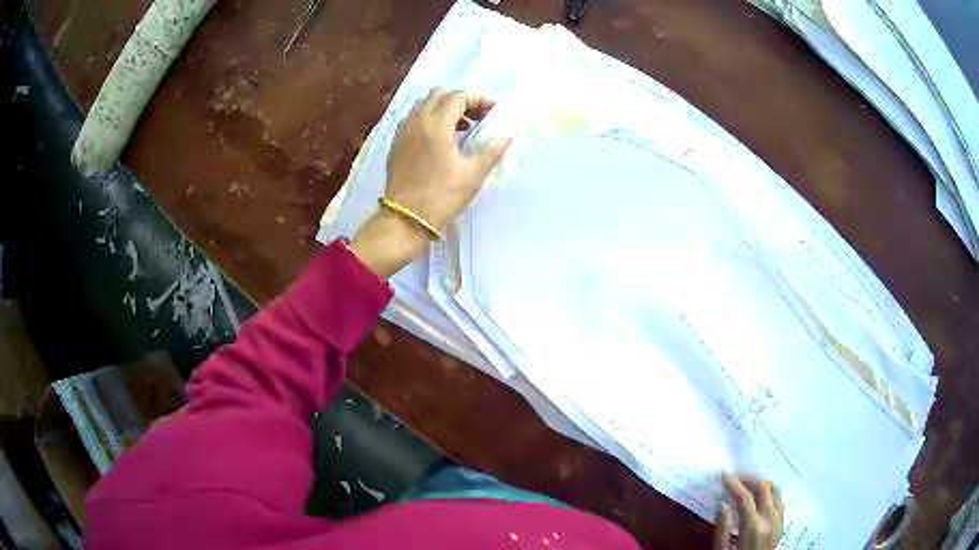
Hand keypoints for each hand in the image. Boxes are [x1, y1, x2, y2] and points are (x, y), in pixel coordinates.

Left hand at [384, 87, 510, 228]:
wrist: (405, 218)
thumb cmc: (442, 196)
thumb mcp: (473, 175)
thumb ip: (492, 151)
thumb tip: (507, 136)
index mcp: (437, 125)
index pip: (458, 97)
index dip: (478, 99)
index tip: (491, 113)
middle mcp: (417, 121)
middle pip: (439, 94)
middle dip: (460, 100)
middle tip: (476, 118)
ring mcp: (403, 131)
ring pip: (423, 104)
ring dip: (442, 107)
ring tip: (459, 127)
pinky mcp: (396, 143)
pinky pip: (412, 118)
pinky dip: (428, 118)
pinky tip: (438, 138)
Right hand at [714, 473, 783, 549]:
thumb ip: (722, 530)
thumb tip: (722, 504)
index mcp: (754, 527)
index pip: (745, 498)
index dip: (734, 484)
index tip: (723, 475)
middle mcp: (770, 519)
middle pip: (764, 488)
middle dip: (749, 478)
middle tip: (735, 476)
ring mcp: (779, 519)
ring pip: (775, 490)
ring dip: (761, 482)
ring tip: (747, 483)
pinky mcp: (782, 522)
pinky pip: (780, 499)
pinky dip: (770, 491)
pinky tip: (760, 495)